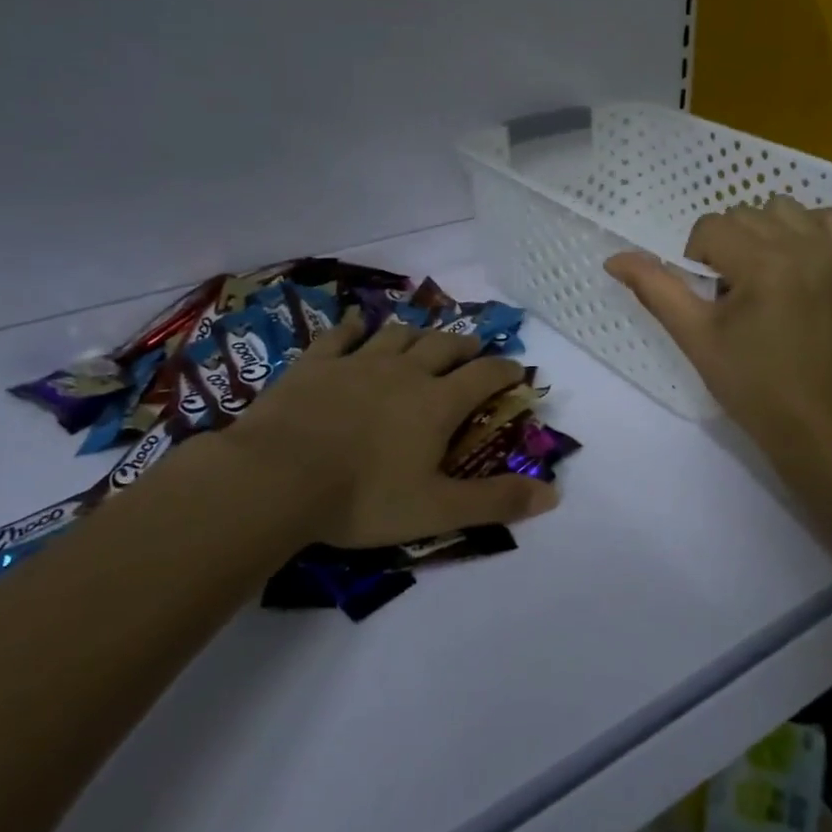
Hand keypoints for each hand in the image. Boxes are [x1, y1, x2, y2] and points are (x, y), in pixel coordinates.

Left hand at [211, 311, 558, 550]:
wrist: (276, 478)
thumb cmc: (363, 498)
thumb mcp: (437, 509)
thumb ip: (496, 501)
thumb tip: (555, 493)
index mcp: (437, 402)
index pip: (485, 375)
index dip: (506, 371)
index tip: (518, 370)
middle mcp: (404, 372)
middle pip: (444, 346)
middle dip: (466, 346)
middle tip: (475, 350)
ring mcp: (358, 362)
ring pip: (398, 335)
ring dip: (419, 333)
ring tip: (426, 336)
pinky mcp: (316, 364)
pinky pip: (340, 335)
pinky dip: (353, 327)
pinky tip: (355, 322)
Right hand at [605, 197, 831, 473]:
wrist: (813, 419)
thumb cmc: (749, 383)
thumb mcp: (694, 336)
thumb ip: (655, 289)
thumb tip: (614, 258)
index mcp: (763, 264)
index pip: (711, 228)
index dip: (697, 259)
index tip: (710, 298)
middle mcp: (802, 246)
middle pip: (744, 214)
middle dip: (728, 247)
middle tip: (732, 293)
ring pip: (784, 208)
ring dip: (764, 231)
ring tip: (763, 274)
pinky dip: (809, 228)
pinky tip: (797, 259)